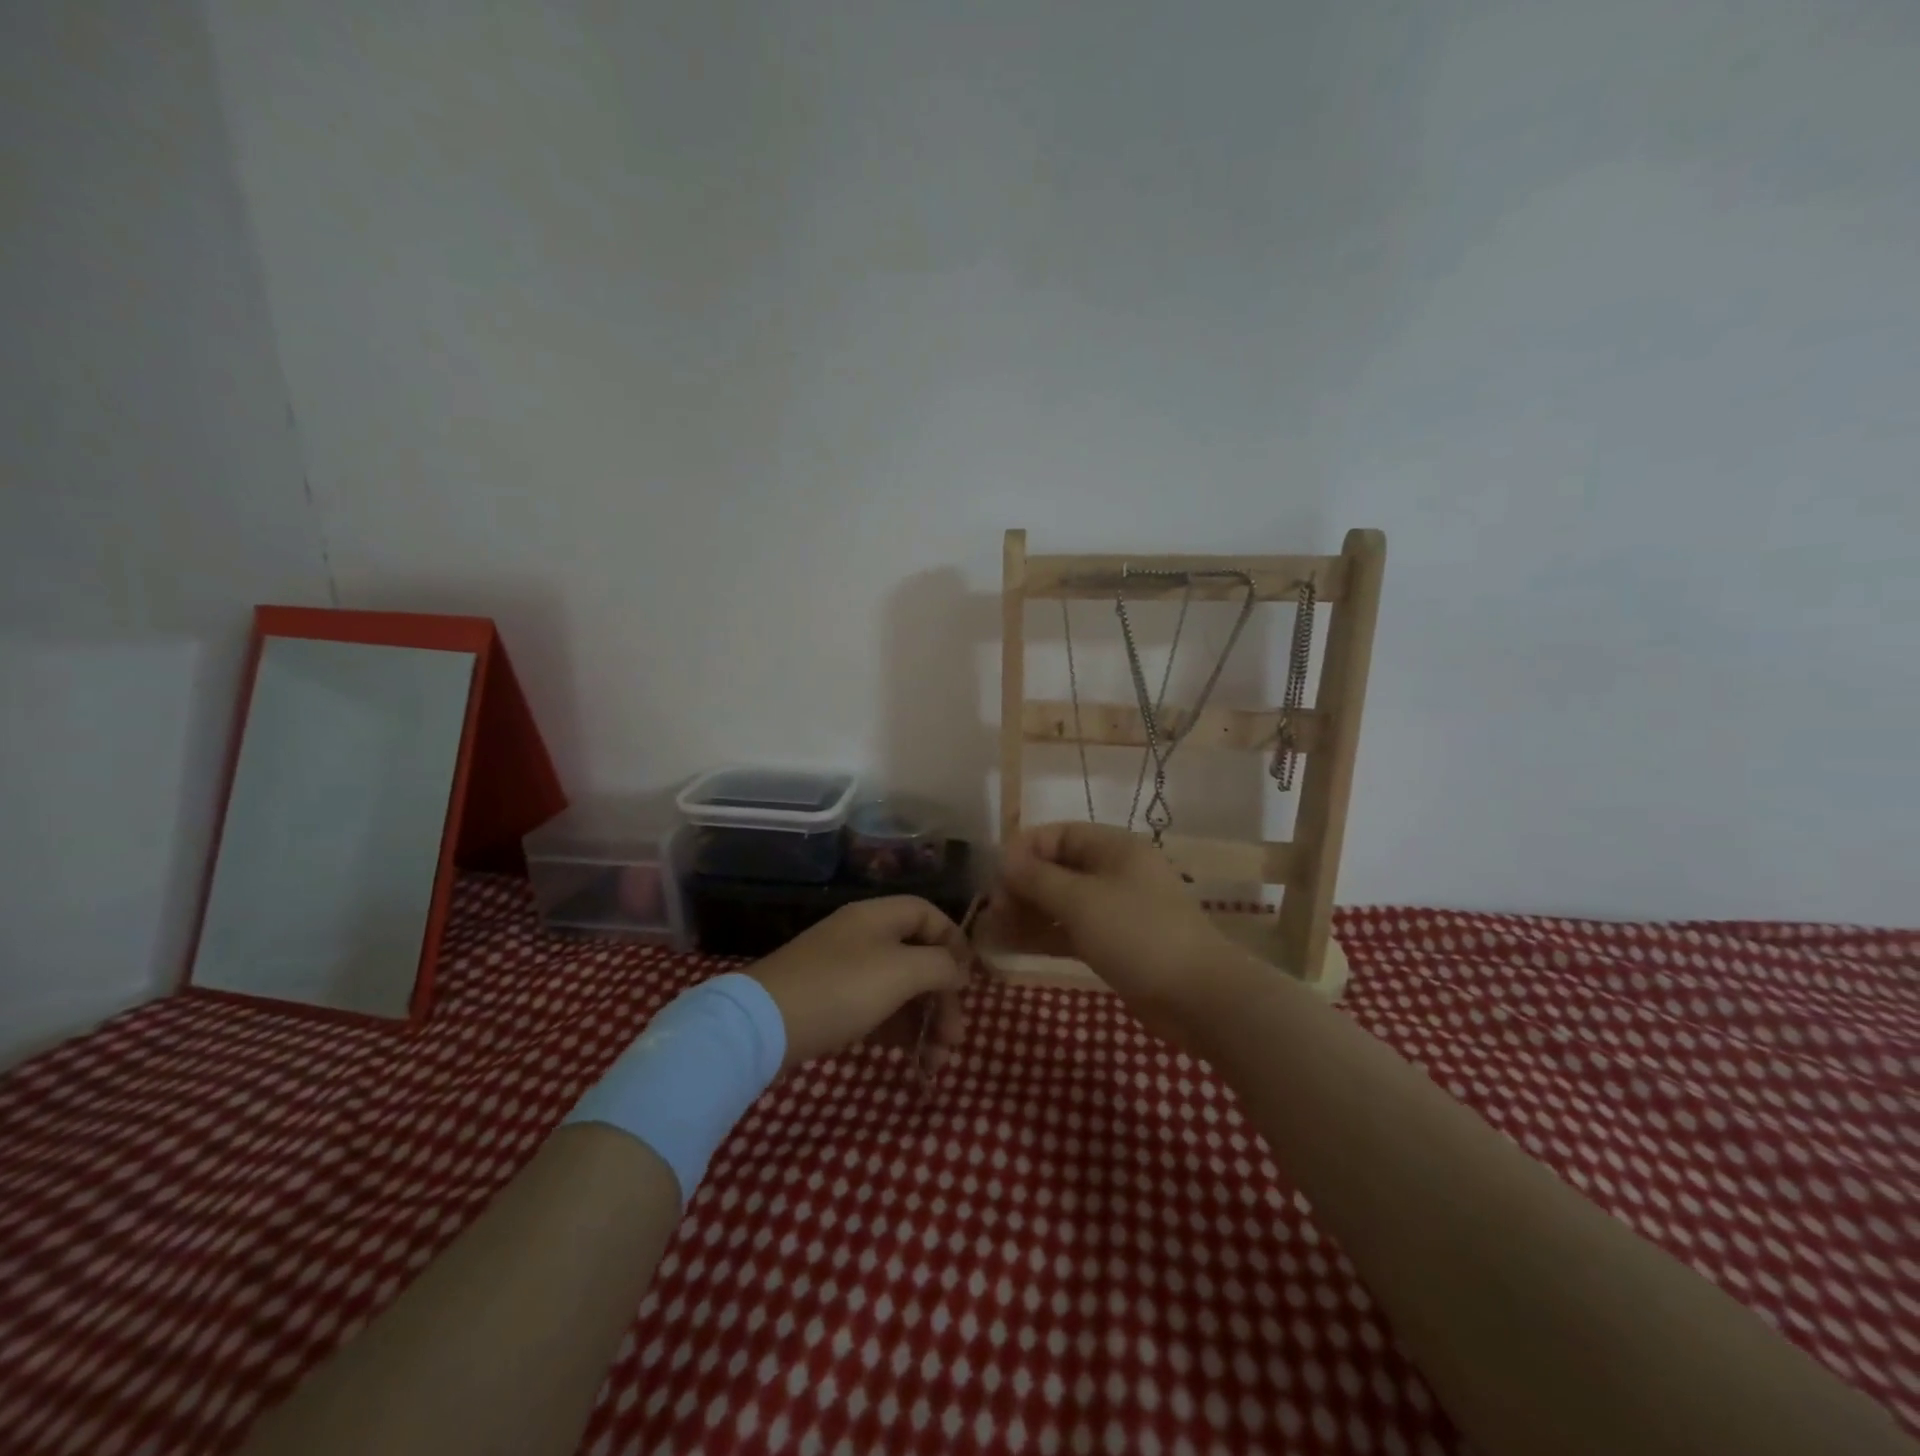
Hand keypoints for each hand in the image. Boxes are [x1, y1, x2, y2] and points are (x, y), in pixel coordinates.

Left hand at [746, 897, 972, 1074]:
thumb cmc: (841, 988)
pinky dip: (897, 1029)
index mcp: (878, 916)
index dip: (954, 942)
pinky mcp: (830, 1002)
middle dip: (942, 996)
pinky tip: (908, 1056)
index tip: (967, 981)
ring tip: (935, 1059)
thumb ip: (940, 966)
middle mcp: (863, 937)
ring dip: (923, 1020)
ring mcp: (844, 970)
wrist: (764, 1025)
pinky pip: (876, 1008)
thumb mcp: (901, 971)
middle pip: (918, 957)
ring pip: (899, 988)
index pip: (928, 914)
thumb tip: (958, 970)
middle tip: (954, 1037)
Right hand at [996, 822, 1243, 1031]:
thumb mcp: (1081, 900)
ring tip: (992, 930)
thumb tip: (1005, 861)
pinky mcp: (1114, 943)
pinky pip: (1070, 929)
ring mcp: (1114, 909)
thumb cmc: (1137, 933)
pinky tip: (1012, 946)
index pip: (1058, 834)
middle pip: (1057, 868)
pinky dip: (1044, 935)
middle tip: (993, 911)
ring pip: (1061, 902)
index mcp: (1113, 847)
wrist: (1197, 995)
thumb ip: (1038, 878)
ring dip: (1027, 912)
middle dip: (1022, 885)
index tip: (995, 876)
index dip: (1024, 850)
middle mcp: (1113, 872)